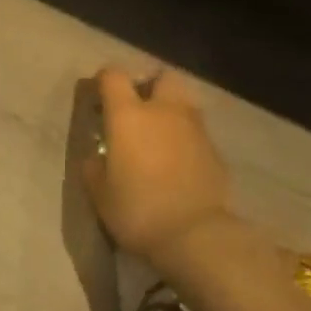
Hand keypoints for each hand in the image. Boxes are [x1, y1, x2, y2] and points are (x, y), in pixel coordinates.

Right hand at [86, 67, 233, 268]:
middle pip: (161, 77)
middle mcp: (164, 110)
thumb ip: (95, 168)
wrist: (195, 235)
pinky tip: (178, 162)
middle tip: (138, 109)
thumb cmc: (138, 210)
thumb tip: (97, 157)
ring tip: (159, 136)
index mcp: (129, 115)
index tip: (97, 98)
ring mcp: (194, 127)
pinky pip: (196, 131)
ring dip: (170, 111)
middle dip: (149, 86)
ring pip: (183, 102)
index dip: (103, 81)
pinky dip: (186, 137)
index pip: (114, 76)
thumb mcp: (101, 194)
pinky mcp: (215, 149)